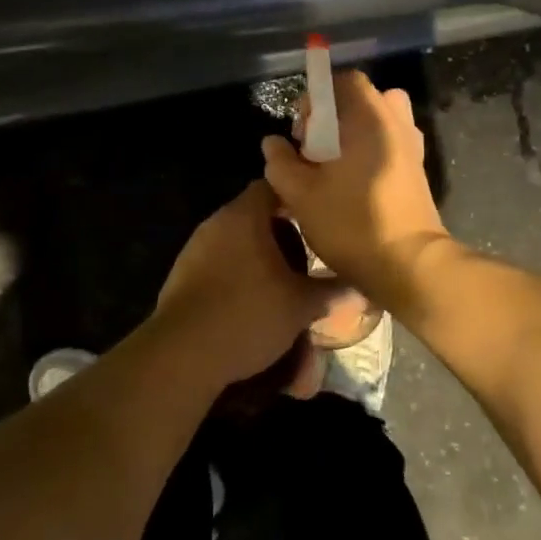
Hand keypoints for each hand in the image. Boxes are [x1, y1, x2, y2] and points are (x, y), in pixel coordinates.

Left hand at [150, 180, 342, 389]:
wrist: (183, 353)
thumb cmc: (248, 314)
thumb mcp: (299, 305)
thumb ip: (330, 291)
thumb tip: (359, 285)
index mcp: (244, 215)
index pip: (272, 186)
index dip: (297, 198)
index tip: (318, 216)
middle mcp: (216, 222)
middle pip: (254, 215)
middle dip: (281, 234)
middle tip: (306, 257)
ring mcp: (194, 248)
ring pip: (235, 242)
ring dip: (258, 258)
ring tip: (283, 283)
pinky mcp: (181, 275)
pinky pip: (217, 265)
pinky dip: (237, 276)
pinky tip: (251, 302)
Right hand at [261, 72, 449, 308]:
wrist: (410, 265)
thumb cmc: (352, 222)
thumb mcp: (302, 194)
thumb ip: (281, 163)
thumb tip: (272, 143)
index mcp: (370, 118)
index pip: (345, 81)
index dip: (318, 97)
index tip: (302, 131)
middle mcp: (396, 124)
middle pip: (364, 100)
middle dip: (335, 116)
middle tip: (316, 148)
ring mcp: (412, 148)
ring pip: (379, 123)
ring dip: (355, 135)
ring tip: (335, 166)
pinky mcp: (417, 172)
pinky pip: (390, 145)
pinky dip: (371, 153)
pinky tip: (353, 184)